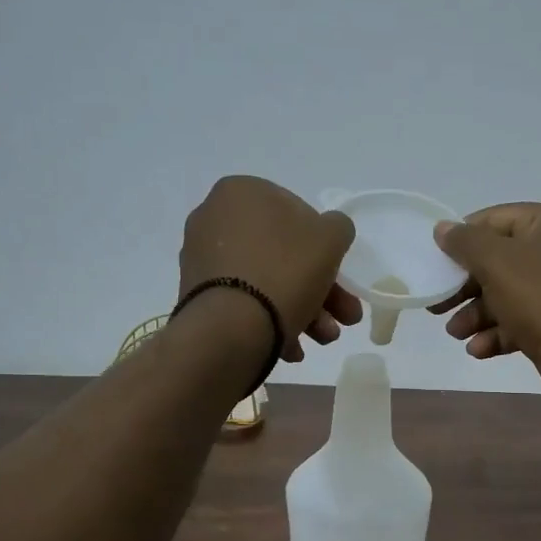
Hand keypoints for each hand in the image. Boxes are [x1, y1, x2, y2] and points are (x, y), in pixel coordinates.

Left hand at [180, 177, 362, 361]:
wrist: (230, 329)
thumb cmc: (284, 271)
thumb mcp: (330, 239)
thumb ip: (337, 227)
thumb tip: (329, 232)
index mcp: (241, 192)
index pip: (297, 213)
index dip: (325, 247)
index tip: (340, 276)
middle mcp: (214, 219)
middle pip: (283, 254)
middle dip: (320, 290)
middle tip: (343, 317)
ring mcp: (201, 260)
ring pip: (266, 281)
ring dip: (303, 310)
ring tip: (323, 340)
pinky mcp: (197, 296)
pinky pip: (244, 302)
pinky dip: (270, 321)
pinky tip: (291, 349)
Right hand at [430, 203, 540, 406]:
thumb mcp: (497, 263)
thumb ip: (465, 242)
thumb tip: (443, 228)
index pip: (495, 219)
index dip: (462, 239)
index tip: (436, 263)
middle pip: (500, 260)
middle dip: (466, 287)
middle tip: (438, 306)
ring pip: (509, 293)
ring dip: (477, 314)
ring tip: (455, 333)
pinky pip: (524, 319)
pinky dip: (499, 332)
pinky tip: (478, 350)